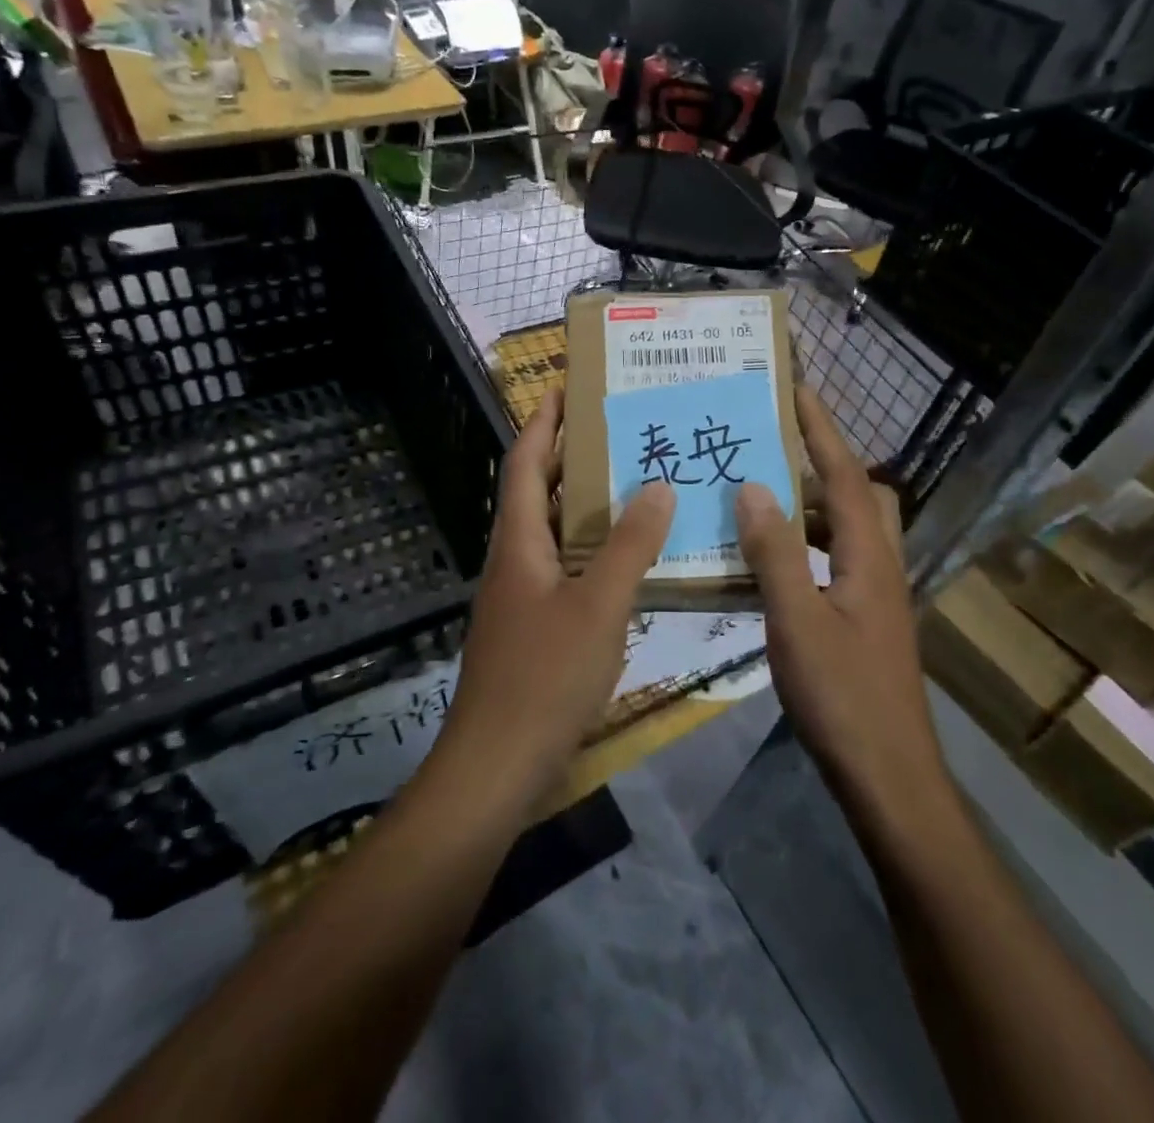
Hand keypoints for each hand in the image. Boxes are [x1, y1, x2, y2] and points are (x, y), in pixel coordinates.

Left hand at [441, 387, 675, 799]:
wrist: (496, 767)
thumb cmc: (545, 677)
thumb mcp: (598, 605)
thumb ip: (629, 545)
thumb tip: (656, 485)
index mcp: (519, 541)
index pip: (524, 462)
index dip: (543, 421)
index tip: (567, 386)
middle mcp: (513, 559)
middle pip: (537, 491)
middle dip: (570, 456)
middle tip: (620, 431)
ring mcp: (520, 596)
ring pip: (553, 532)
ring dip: (585, 505)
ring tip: (634, 484)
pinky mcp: (532, 627)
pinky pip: (564, 569)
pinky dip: (592, 551)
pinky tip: (628, 561)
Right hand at [735, 387, 941, 809]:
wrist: (889, 776)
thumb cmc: (843, 697)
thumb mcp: (797, 621)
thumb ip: (774, 554)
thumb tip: (754, 487)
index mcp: (868, 556)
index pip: (844, 475)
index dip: (821, 429)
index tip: (798, 388)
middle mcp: (879, 565)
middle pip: (856, 494)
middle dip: (820, 462)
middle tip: (771, 449)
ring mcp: (875, 595)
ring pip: (845, 530)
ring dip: (808, 506)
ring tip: (758, 499)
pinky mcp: (865, 620)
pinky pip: (834, 560)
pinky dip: (805, 546)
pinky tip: (769, 564)